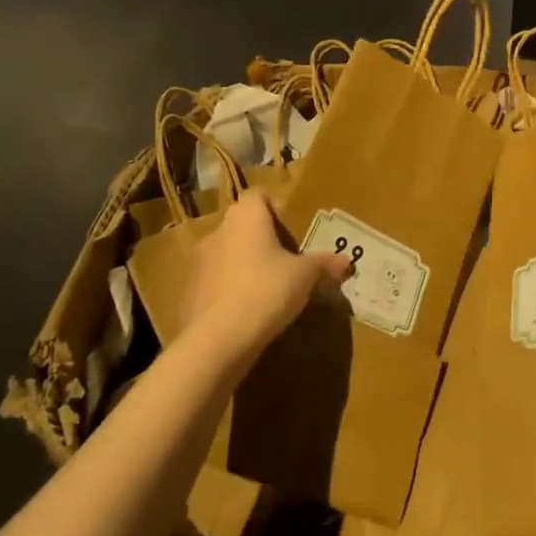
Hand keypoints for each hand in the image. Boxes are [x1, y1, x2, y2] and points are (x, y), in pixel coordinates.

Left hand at [180, 191, 349, 361]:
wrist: (217, 339)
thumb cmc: (266, 291)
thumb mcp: (305, 277)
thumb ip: (323, 265)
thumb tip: (346, 261)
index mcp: (246, 217)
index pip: (257, 196)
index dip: (274, 207)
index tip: (290, 228)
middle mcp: (218, 232)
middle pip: (241, 226)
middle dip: (260, 240)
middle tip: (285, 260)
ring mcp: (198, 263)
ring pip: (226, 254)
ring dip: (243, 266)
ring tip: (266, 289)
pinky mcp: (189, 293)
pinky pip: (215, 284)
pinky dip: (229, 292)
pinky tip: (246, 313)